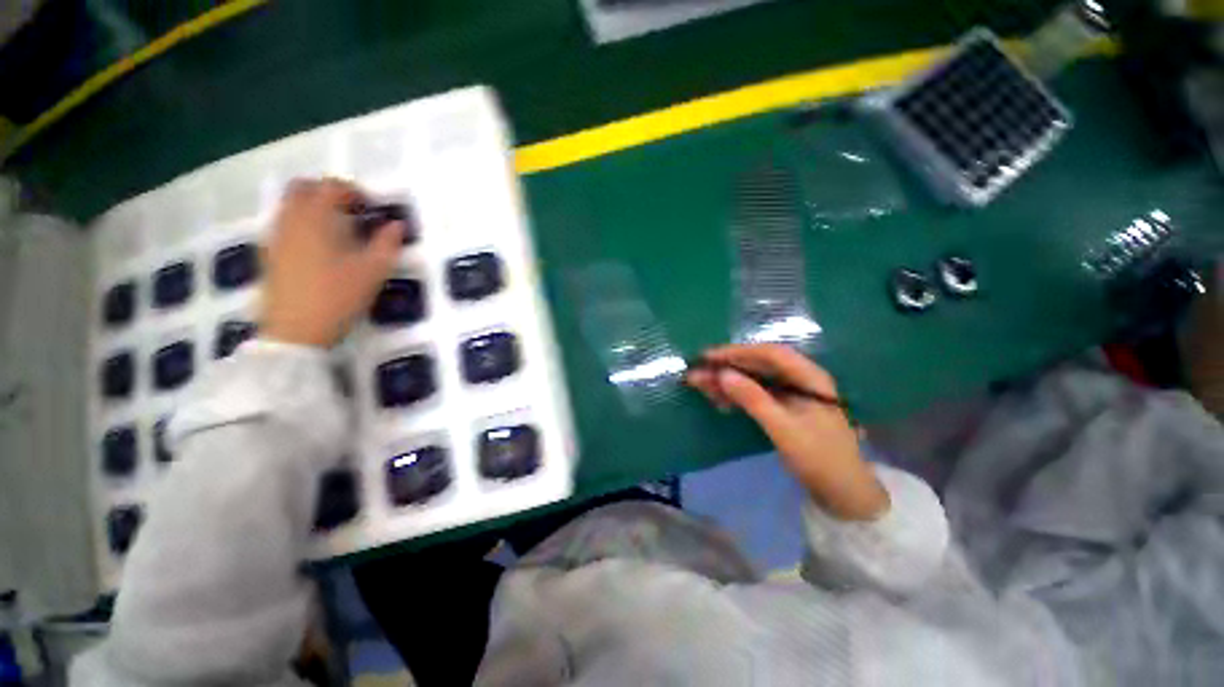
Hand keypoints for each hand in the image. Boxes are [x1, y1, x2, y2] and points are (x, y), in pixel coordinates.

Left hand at [260, 178, 403, 347]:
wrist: (295, 331)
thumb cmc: (338, 296)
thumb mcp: (373, 271)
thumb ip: (387, 244)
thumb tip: (397, 225)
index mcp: (316, 218)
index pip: (331, 187)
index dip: (353, 191)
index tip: (371, 208)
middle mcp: (291, 220)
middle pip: (302, 188)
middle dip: (326, 192)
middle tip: (350, 211)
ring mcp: (276, 237)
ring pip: (289, 206)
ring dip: (312, 208)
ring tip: (337, 230)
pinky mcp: (269, 254)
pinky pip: (283, 225)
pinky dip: (301, 224)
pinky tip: (319, 248)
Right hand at [687, 344, 887, 520]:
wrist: (842, 493)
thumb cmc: (819, 458)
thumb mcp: (783, 429)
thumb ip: (753, 399)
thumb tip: (722, 374)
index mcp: (809, 377)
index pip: (769, 354)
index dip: (737, 352)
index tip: (708, 357)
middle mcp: (799, 379)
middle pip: (758, 365)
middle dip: (726, 368)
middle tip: (697, 373)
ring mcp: (791, 394)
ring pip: (753, 380)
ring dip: (727, 382)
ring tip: (701, 386)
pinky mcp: (783, 408)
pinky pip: (755, 394)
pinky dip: (736, 396)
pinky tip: (719, 401)